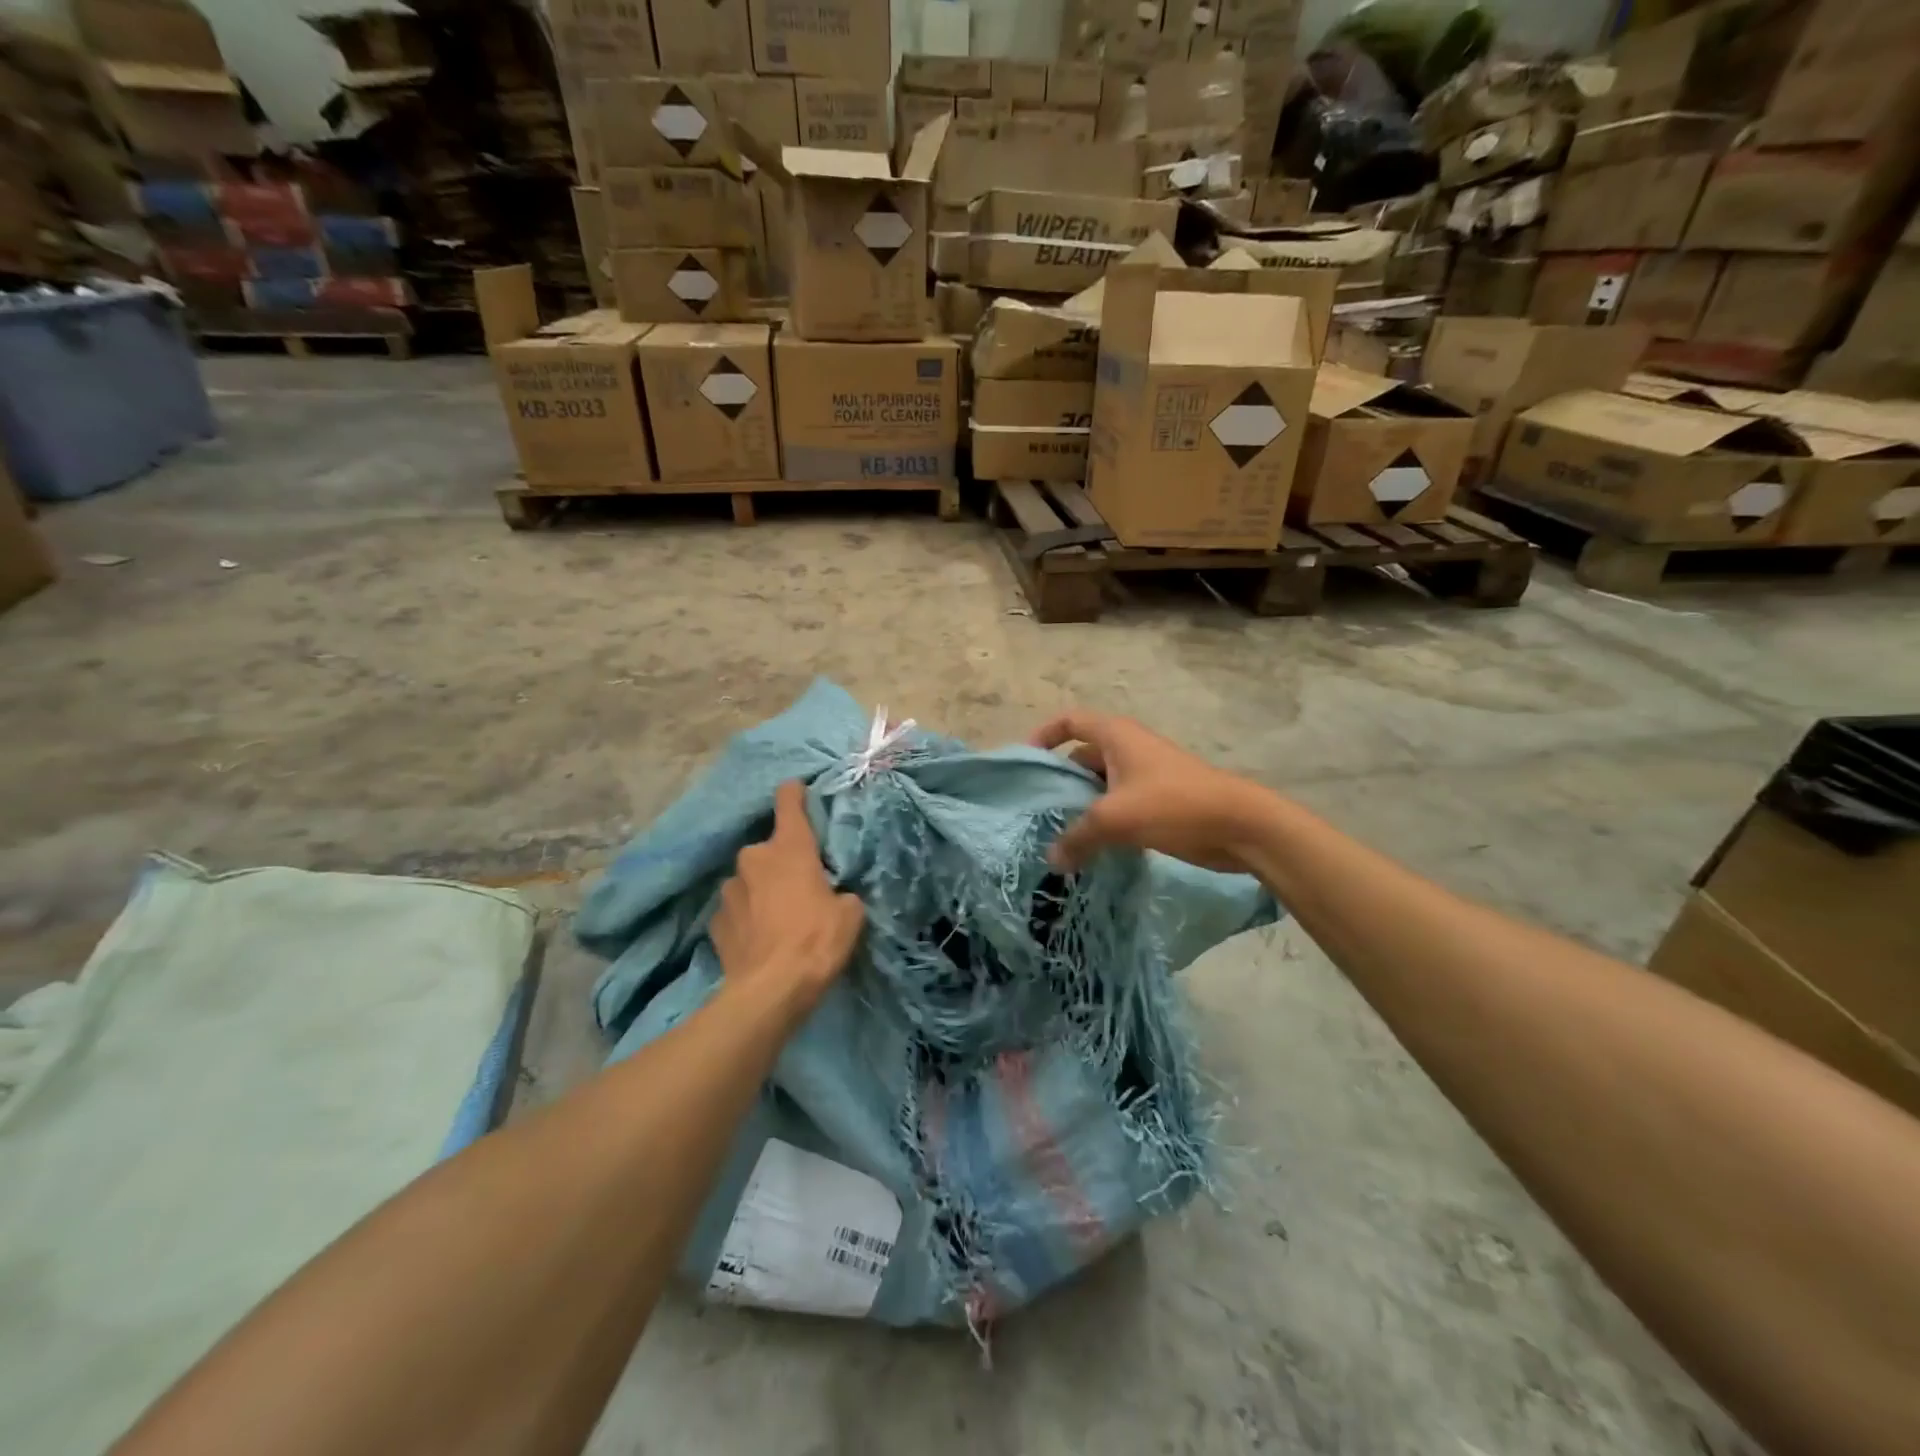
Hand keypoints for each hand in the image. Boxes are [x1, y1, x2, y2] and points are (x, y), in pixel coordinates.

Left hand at [711, 780, 864, 1005]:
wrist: (770, 991)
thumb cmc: (816, 941)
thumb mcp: (850, 915)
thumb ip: (843, 894)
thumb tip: (835, 897)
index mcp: (790, 848)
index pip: (788, 803)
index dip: (794, 793)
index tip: (797, 788)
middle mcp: (754, 859)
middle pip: (769, 848)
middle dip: (782, 862)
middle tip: (800, 885)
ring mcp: (729, 890)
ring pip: (749, 880)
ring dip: (761, 889)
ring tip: (778, 917)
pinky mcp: (716, 922)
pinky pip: (736, 910)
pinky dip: (747, 917)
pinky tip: (759, 937)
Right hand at [1031, 711, 1275, 873]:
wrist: (1239, 825)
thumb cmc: (1173, 805)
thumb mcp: (1116, 818)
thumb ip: (1078, 837)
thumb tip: (1053, 860)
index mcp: (1116, 736)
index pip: (1069, 721)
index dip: (1044, 736)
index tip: (1026, 764)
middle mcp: (1128, 748)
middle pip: (1082, 757)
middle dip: (1061, 782)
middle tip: (1038, 812)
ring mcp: (1145, 775)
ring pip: (1101, 786)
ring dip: (1082, 808)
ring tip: (1059, 835)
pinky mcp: (1159, 801)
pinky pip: (1120, 806)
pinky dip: (1104, 822)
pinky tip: (1092, 849)